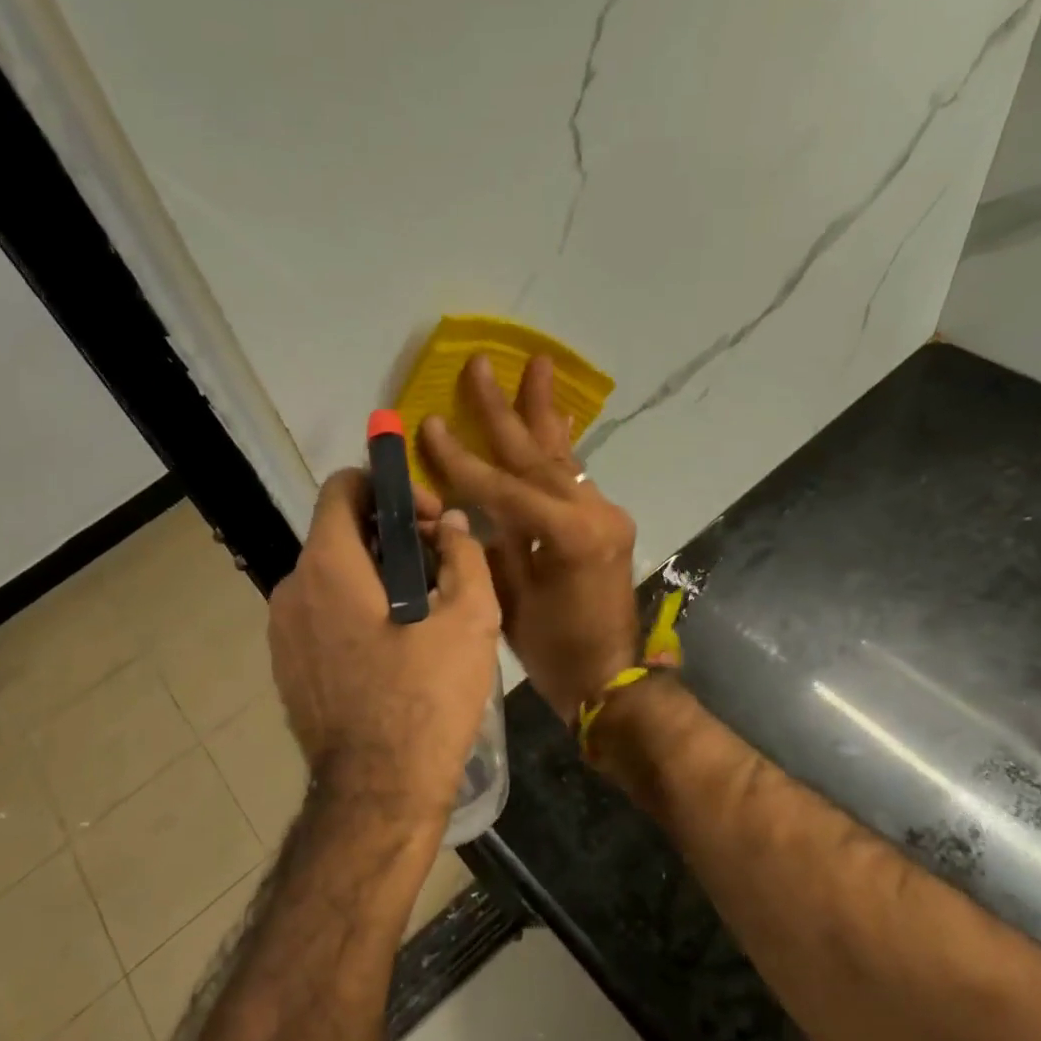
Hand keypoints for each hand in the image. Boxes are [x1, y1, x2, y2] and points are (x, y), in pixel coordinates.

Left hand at [267, 470, 500, 833]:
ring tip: (425, 612)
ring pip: (332, 578)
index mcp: (327, 567)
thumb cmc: (427, 699)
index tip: (428, 520)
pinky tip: (395, 649)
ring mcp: (282, 633)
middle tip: (440, 569)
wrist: (378, 793)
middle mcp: (291, 590)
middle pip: (340, 535)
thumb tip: (451, 525)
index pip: (343, 488)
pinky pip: (322, 617)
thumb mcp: (469, 619)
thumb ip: (463, 554)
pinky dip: (356, 612)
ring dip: (377, 578)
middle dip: (392, 537)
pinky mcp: (287, 668)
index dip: (389, 487)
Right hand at [419, 354, 639, 724]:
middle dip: (504, 410)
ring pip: (562, 456)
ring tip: (536, 367)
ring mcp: (605, 513)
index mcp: (566, 534)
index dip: (460, 458)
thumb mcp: (509, 600)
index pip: (501, 486)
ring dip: (542, 414)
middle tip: (481, 364)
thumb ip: (489, 545)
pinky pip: (574, 477)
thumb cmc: (554, 651)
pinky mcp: (607, 521)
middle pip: (536, 454)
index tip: (430, 423)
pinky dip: (557, 448)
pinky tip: (552, 421)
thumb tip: (466, 509)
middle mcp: (592, 512)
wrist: (610, 677)